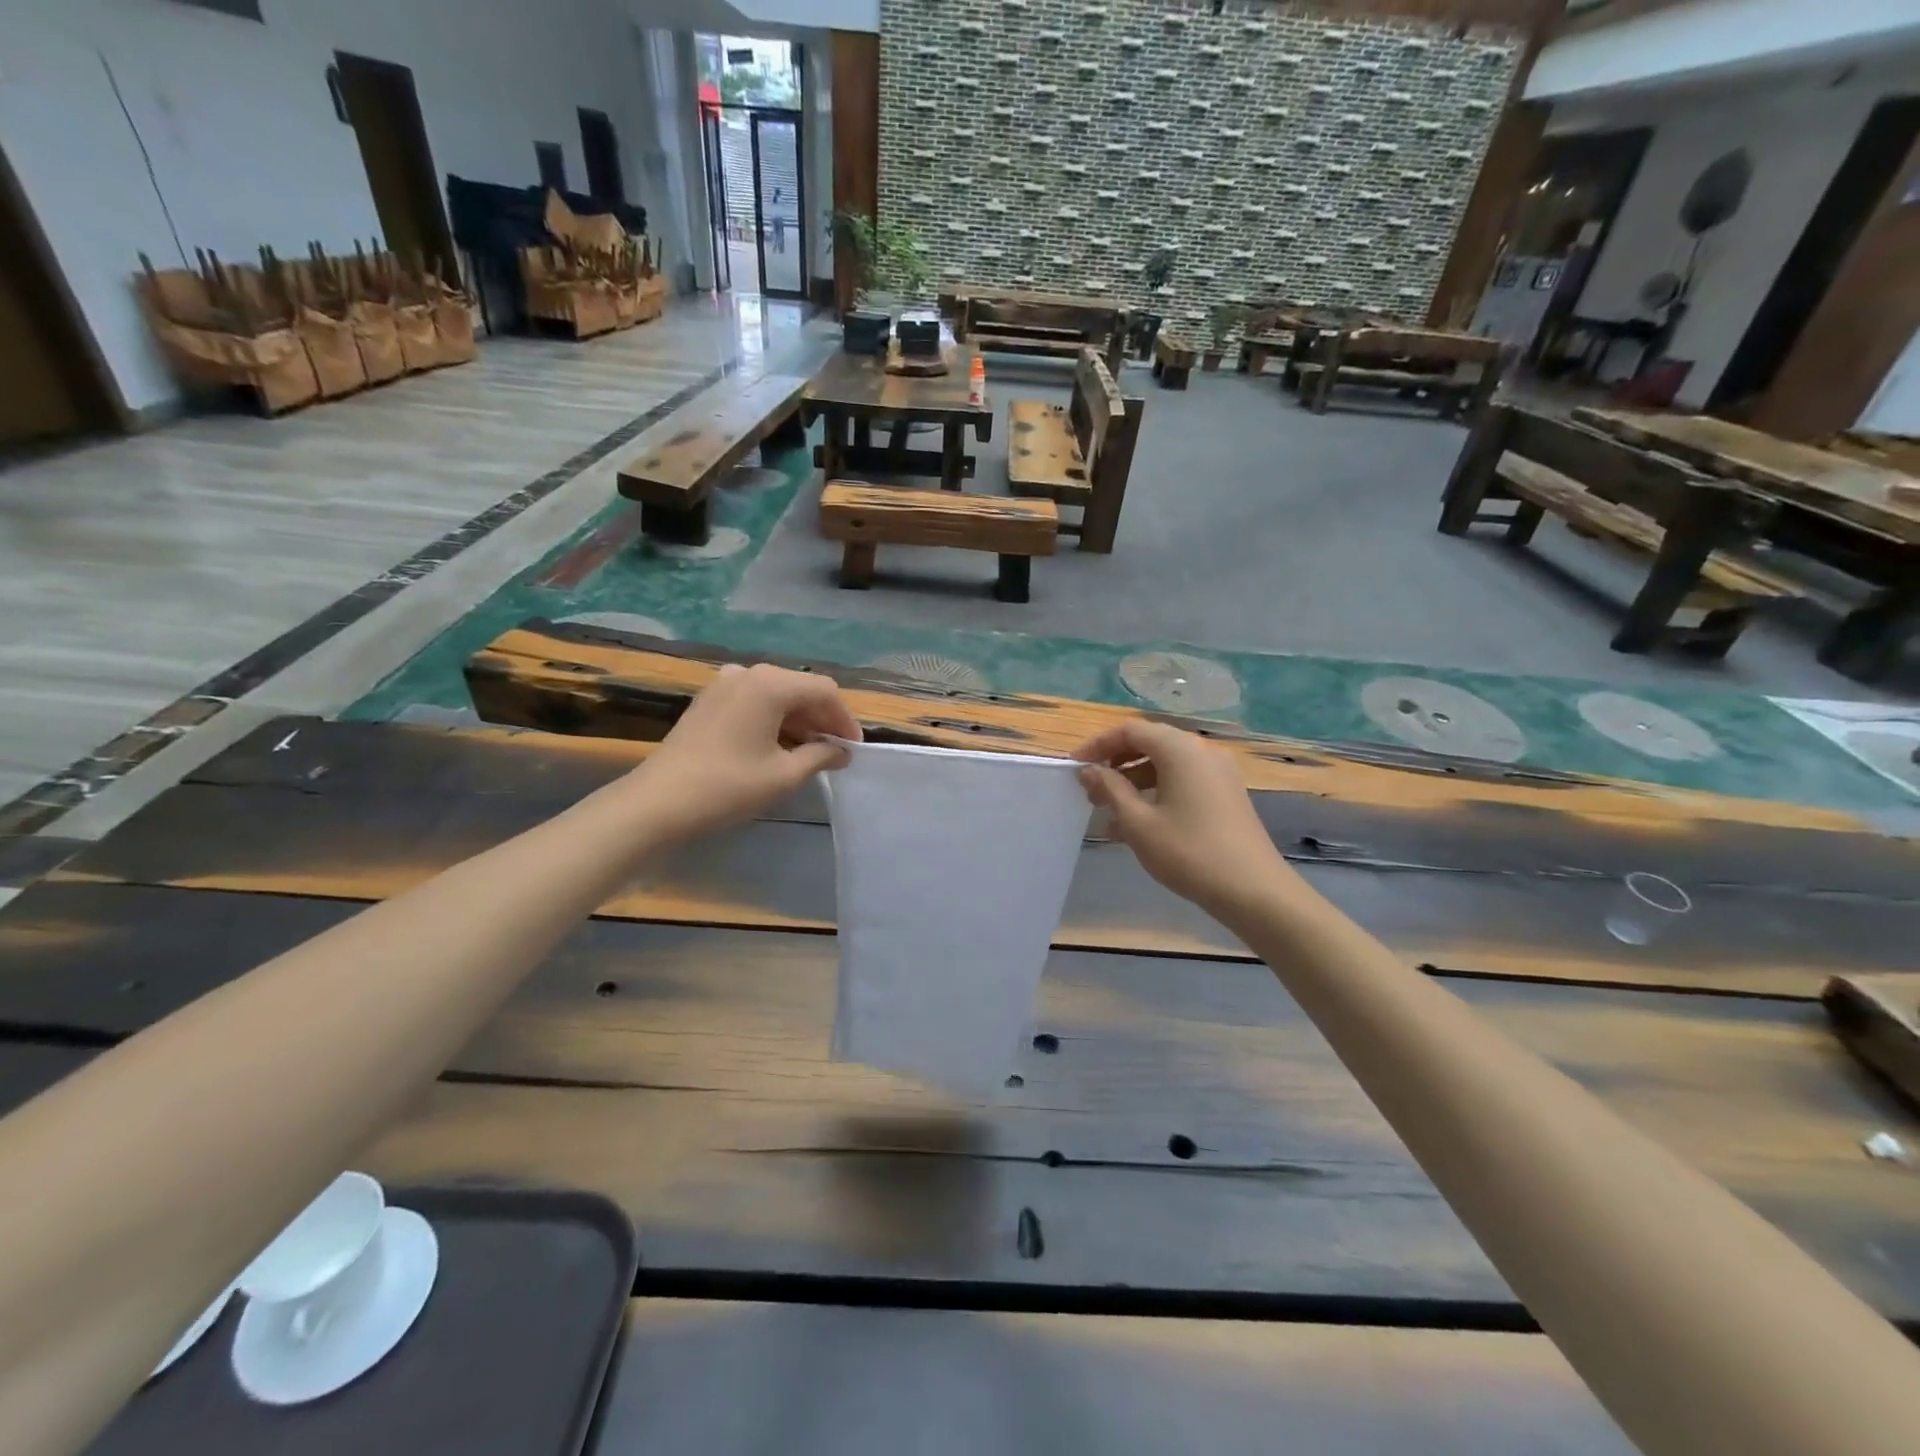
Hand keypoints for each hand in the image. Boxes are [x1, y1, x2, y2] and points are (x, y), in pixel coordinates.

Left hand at [628, 664, 860, 842]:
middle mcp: (748, 673)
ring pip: (777, 695)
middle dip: (822, 719)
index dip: (844, 719)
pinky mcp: (709, 700)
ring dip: (798, 720)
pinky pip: (754, 701)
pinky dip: (773, 719)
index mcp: (770, 684)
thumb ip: (821, 755)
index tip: (853, 749)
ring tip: (810, 753)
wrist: (658, 802)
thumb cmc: (728, 786)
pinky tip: (778, 746)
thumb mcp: (784, 774)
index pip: (824, 690)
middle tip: (836, 752)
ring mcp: (724, 684)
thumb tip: (842, 751)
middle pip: (800, 688)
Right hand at [1074, 721, 1299, 920]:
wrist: (1253, 890)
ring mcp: (1218, 773)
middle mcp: (1201, 751)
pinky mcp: (1226, 794)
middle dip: (1115, 764)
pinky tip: (1138, 824)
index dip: (1098, 745)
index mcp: (1180, 749)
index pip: (1130, 731)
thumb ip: (1110, 789)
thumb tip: (1089, 770)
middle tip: (1090, 790)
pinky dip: (1157, 792)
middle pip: (1150, 743)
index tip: (1074, 767)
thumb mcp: (1138, 822)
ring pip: (1166, 765)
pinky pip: (1183, 781)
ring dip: (1134, 781)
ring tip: (1108, 811)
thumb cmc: (1188, 852)